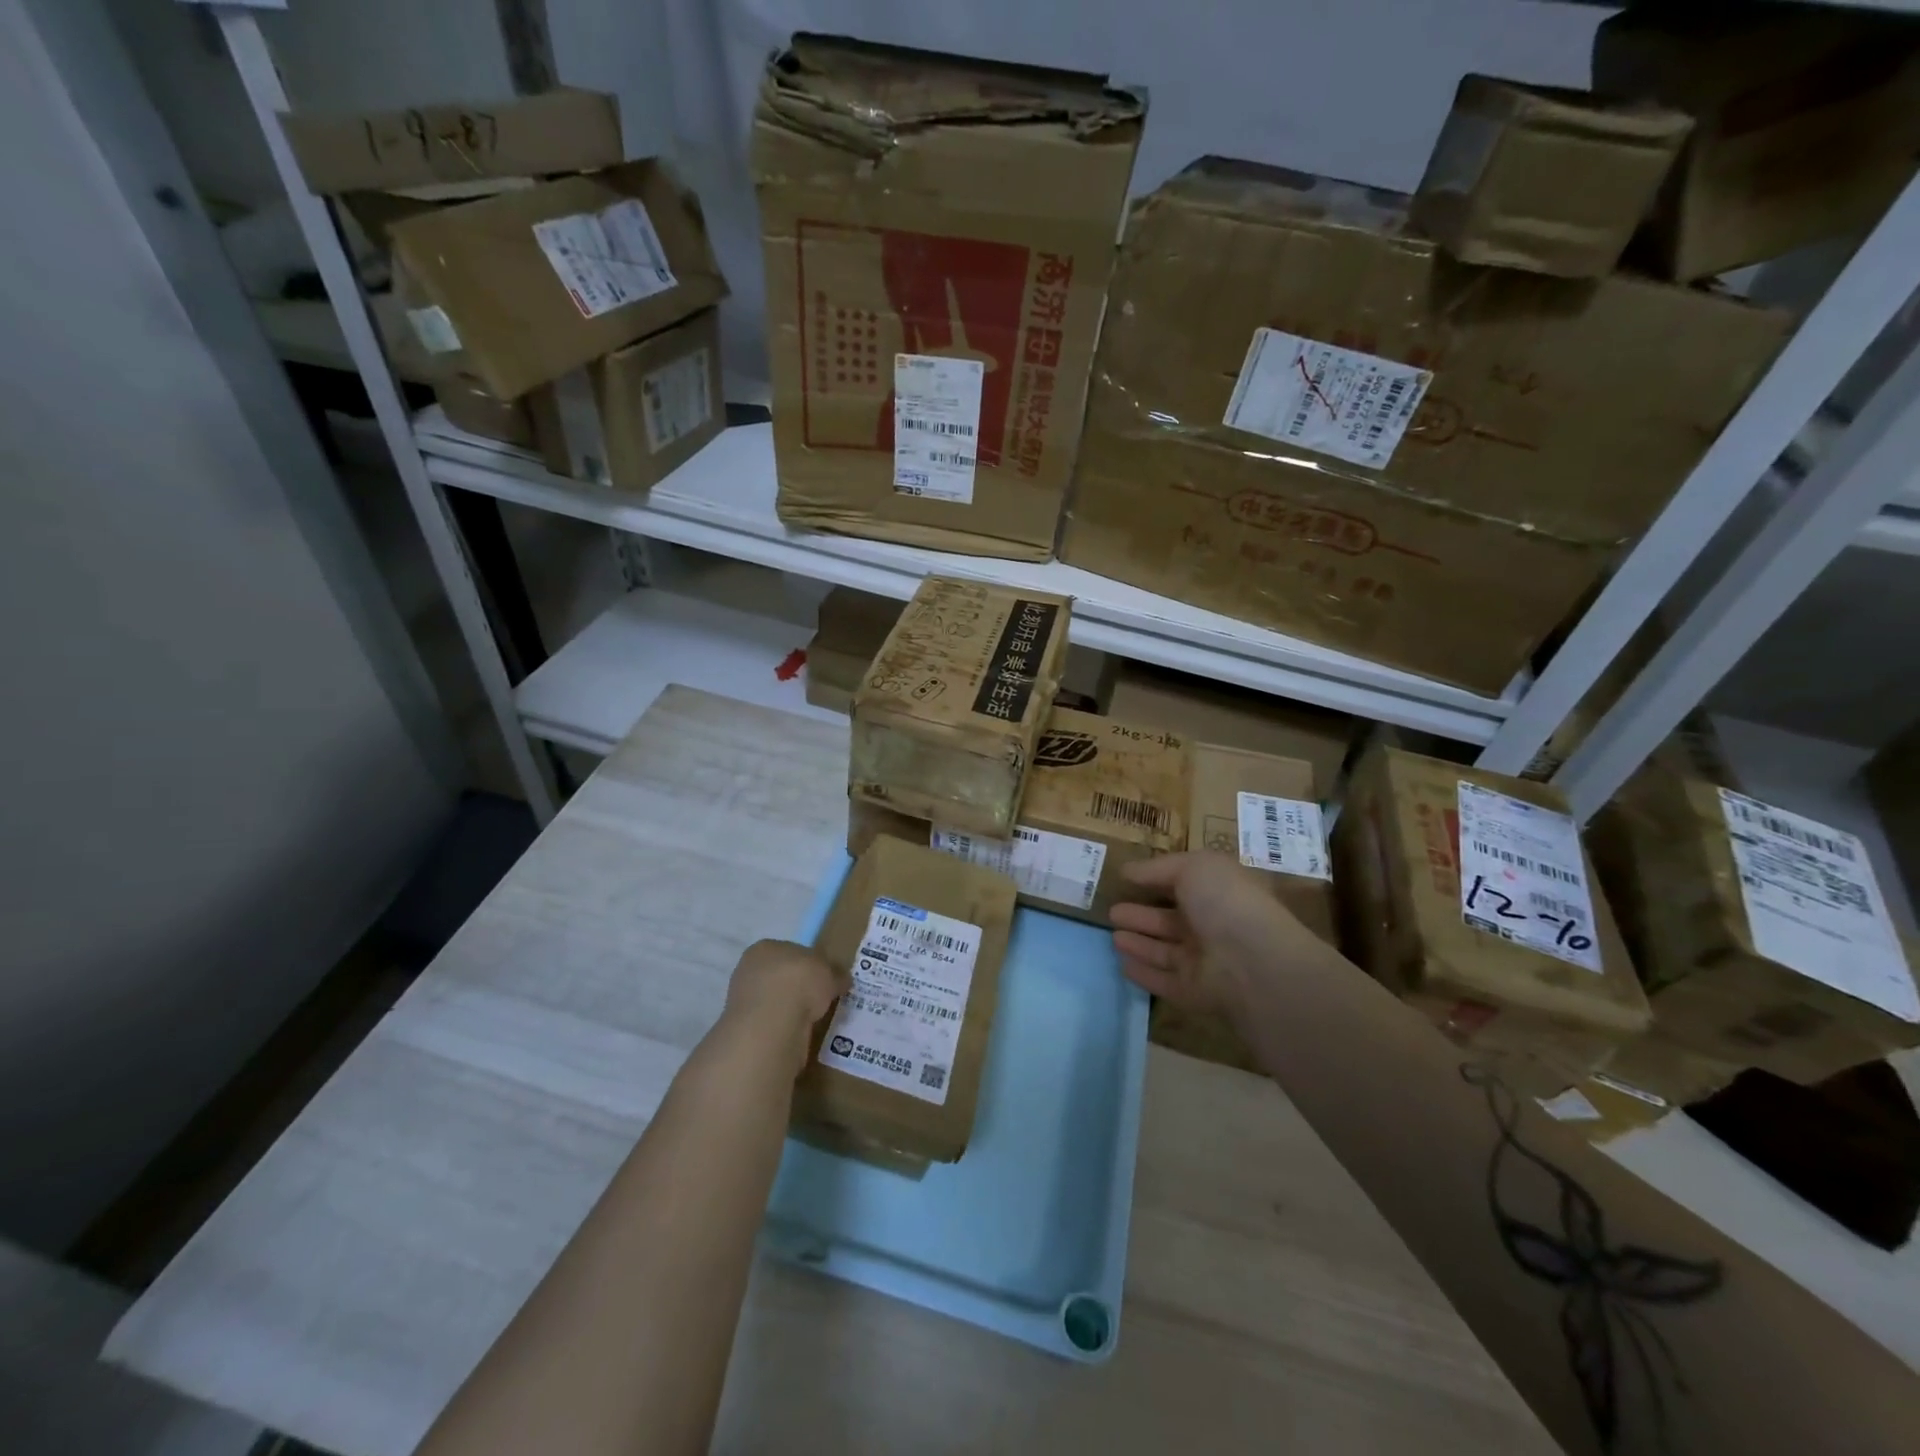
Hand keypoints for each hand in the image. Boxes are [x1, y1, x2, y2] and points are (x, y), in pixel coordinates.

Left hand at [722, 940, 847, 1073]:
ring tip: (812, 1019)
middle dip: (798, 988)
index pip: (790, 952)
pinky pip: (772, 1023)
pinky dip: (785, 1027)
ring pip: (775, 1001)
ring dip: (791, 1009)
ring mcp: (743, 1000)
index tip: (824, 978)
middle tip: (820, 1000)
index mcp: (765, 948)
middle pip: (780, 976)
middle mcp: (749, 970)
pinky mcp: (746, 1027)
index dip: (809, 964)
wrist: (772, 1024)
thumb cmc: (799, 983)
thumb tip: (842, 980)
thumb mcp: (830, 972)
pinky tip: (799, 1033)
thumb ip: (835, 974)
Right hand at [1109, 852, 1321, 1014]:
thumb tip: (1127, 870)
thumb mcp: (1194, 867)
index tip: (1127, 879)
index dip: (1158, 881)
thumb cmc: (1225, 902)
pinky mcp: (1193, 992)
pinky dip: (1144, 973)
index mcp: (1218, 893)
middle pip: (1170, 921)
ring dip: (1139, 943)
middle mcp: (1212, 927)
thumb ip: (1158, 867)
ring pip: (1164, 951)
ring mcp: (1204, 962)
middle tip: (1112, 911)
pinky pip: (1163, 981)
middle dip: (1141, 915)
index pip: (1185, 886)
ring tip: (1113, 935)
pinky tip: (1122, 964)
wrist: (1253, 962)